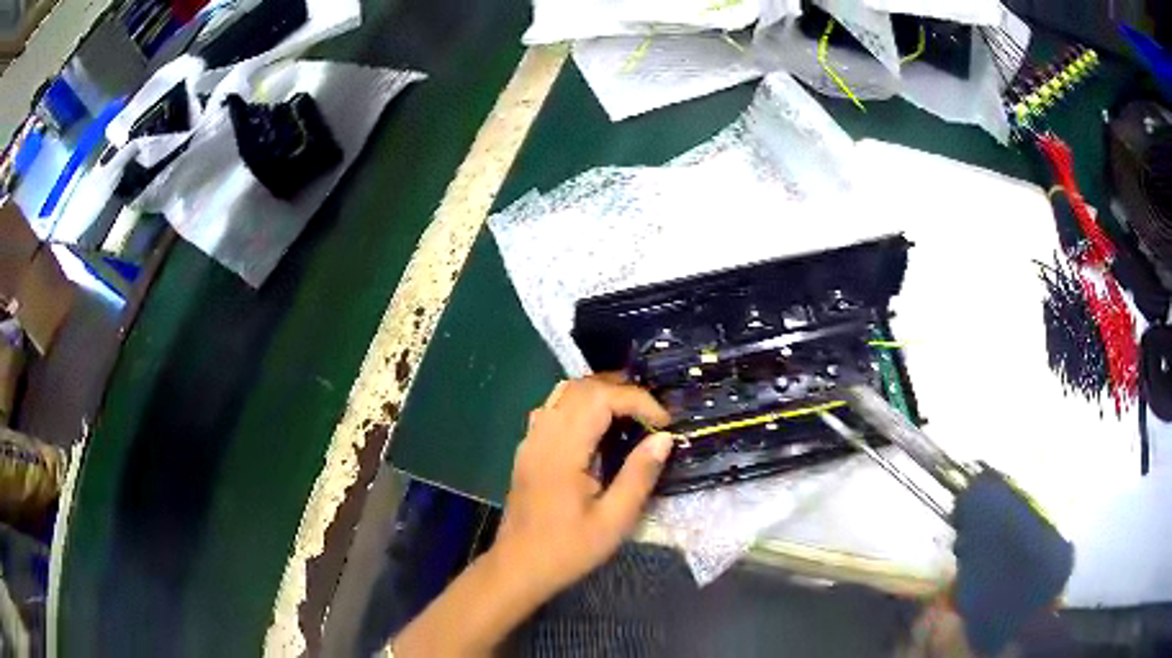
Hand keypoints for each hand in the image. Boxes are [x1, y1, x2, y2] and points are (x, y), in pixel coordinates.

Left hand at [493, 374, 674, 598]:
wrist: (518, 567)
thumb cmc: (568, 550)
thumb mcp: (614, 521)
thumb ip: (639, 476)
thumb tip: (664, 438)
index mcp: (562, 452)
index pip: (600, 398)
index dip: (637, 400)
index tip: (663, 423)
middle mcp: (542, 436)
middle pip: (579, 387)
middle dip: (620, 389)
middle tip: (651, 413)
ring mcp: (530, 441)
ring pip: (562, 393)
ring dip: (598, 392)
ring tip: (630, 412)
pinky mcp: (527, 450)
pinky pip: (552, 409)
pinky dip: (579, 404)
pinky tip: (596, 427)